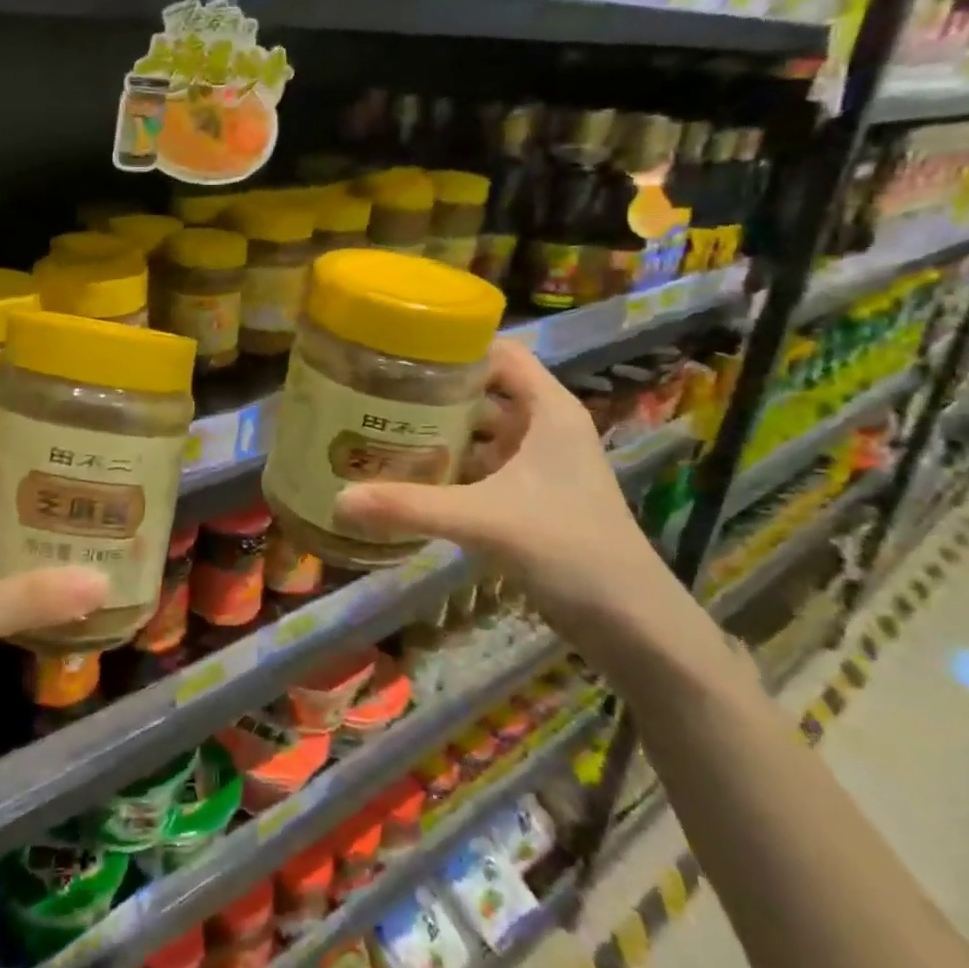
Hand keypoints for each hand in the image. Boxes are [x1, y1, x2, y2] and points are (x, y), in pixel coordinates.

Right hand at [335, 340, 703, 661]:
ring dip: (439, 431)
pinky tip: (410, 476)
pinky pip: (481, 468)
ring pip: (480, 433)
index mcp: (548, 410)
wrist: (630, 622)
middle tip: (374, 391)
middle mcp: (544, 428)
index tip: (399, 349)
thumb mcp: (485, 520)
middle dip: (434, 391)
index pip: (500, 353)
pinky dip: (450, 467)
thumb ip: (411, 507)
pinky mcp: (530, 498)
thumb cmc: (569, 548)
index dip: (455, 345)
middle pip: (483, 392)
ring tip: (381, 428)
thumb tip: (337, 500)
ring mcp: (539, 465)